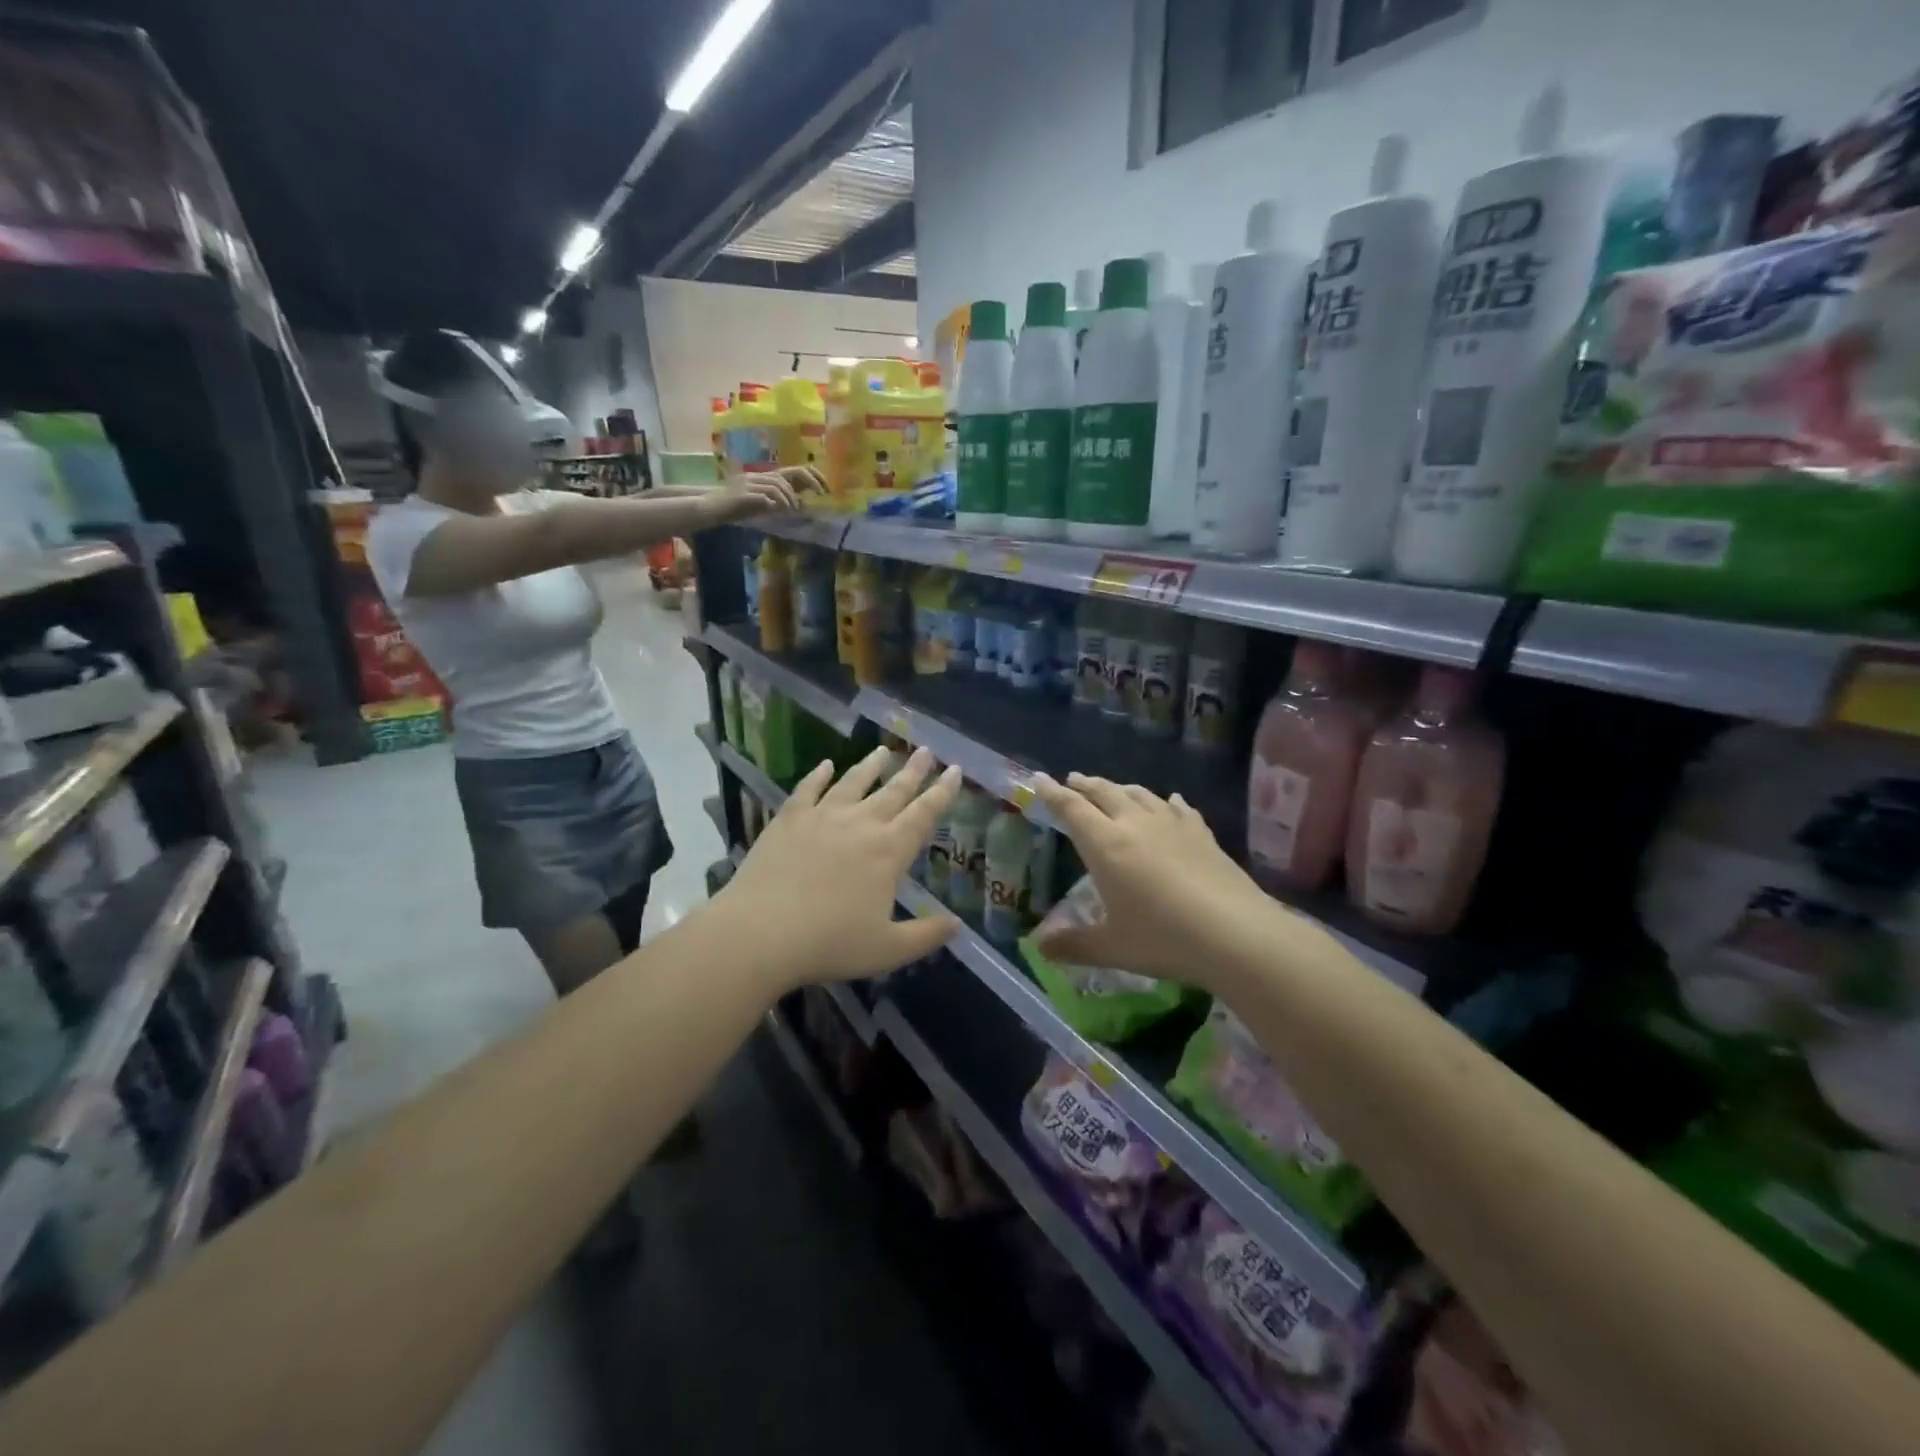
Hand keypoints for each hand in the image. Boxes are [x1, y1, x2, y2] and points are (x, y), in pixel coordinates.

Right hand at [708, 465, 824, 522]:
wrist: (711, 508)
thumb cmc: (736, 507)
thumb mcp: (762, 503)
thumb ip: (779, 500)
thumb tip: (801, 503)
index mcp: (765, 477)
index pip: (793, 471)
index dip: (811, 477)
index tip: (825, 490)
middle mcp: (758, 476)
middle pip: (786, 476)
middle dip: (807, 484)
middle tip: (819, 497)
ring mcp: (749, 484)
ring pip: (776, 486)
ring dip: (788, 499)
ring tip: (791, 510)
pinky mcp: (743, 495)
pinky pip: (763, 496)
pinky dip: (772, 504)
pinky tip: (775, 511)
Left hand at [722, 747, 961, 990]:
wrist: (760, 933)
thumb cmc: (829, 943)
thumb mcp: (887, 950)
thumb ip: (926, 936)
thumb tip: (957, 925)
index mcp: (889, 852)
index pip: (924, 814)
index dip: (942, 792)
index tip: (955, 769)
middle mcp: (860, 825)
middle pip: (893, 791)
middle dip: (913, 771)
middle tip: (926, 750)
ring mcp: (822, 817)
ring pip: (853, 783)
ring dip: (871, 765)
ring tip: (884, 751)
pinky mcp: (789, 819)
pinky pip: (809, 789)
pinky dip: (819, 774)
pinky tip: (826, 764)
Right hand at [1029, 773, 1278, 990]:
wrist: (1235, 933)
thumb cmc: (1163, 938)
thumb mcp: (1111, 947)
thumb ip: (1072, 944)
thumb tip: (1038, 947)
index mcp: (1105, 845)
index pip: (1071, 809)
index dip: (1052, 793)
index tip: (1038, 780)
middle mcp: (1135, 824)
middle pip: (1104, 793)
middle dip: (1085, 785)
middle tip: (1073, 779)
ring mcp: (1172, 825)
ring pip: (1140, 794)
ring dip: (1120, 788)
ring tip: (1113, 788)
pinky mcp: (1202, 834)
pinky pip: (1178, 807)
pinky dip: (1166, 801)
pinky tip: (1170, 801)